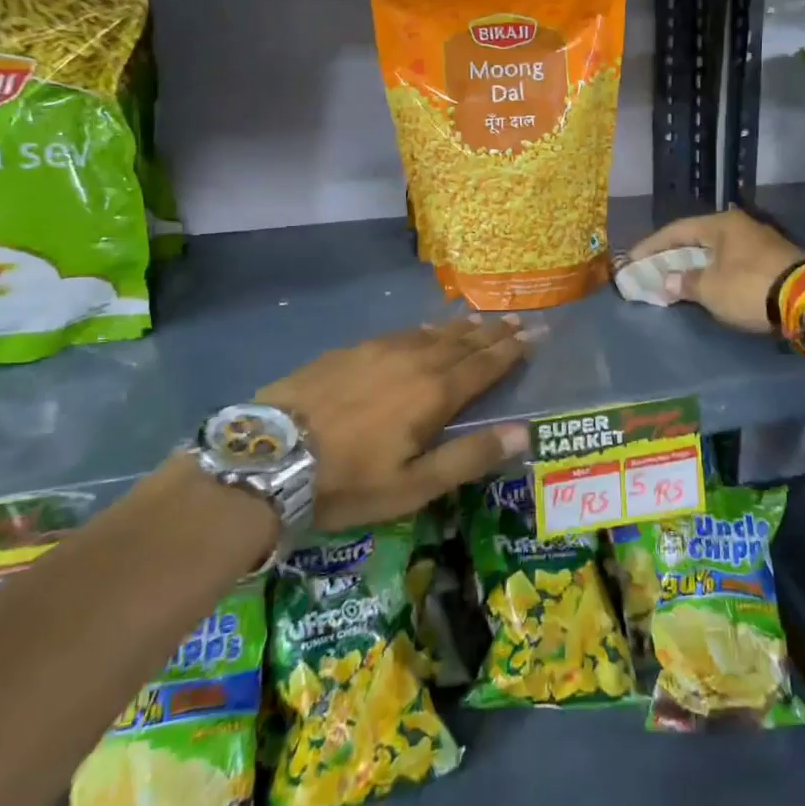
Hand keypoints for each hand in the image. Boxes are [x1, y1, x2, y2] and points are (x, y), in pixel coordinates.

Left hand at [258, 316, 531, 528]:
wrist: (270, 455)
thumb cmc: (348, 480)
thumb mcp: (414, 485)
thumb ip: (469, 457)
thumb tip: (523, 432)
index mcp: (435, 393)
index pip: (484, 365)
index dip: (511, 350)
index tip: (534, 334)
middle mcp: (414, 361)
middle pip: (463, 342)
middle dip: (493, 332)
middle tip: (517, 320)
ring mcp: (379, 350)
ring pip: (431, 332)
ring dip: (460, 327)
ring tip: (480, 319)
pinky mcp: (351, 350)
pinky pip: (401, 332)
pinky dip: (423, 329)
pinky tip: (423, 330)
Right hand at [628, 208, 804, 333]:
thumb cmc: (749, 287)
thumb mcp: (710, 288)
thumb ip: (684, 282)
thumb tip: (666, 282)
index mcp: (721, 224)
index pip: (676, 230)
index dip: (650, 246)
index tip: (631, 260)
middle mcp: (740, 226)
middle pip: (697, 238)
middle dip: (672, 255)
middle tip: (651, 269)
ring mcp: (760, 242)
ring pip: (716, 251)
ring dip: (694, 265)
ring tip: (675, 279)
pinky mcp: (773, 260)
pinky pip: (732, 262)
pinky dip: (714, 272)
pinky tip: (707, 284)